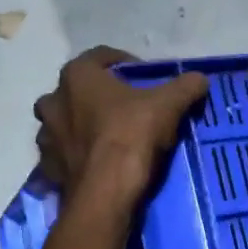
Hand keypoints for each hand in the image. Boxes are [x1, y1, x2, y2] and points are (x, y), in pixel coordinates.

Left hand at [35, 47, 209, 204]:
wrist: (106, 191)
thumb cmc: (131, 134)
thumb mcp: (168, 105)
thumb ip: (185, 86)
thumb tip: (201, 78)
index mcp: (77, 75)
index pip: (101, 57)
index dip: (126, 64)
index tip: (145, 79)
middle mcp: (53, 99)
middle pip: (79, 90)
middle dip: (100, 96)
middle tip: (126, 109)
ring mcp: (46, 135)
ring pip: (66, 122)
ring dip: (84, 125)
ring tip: (111, 138)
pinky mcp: (48, 166)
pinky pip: (64, 153)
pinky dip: (78, 154)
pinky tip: (98, 163)